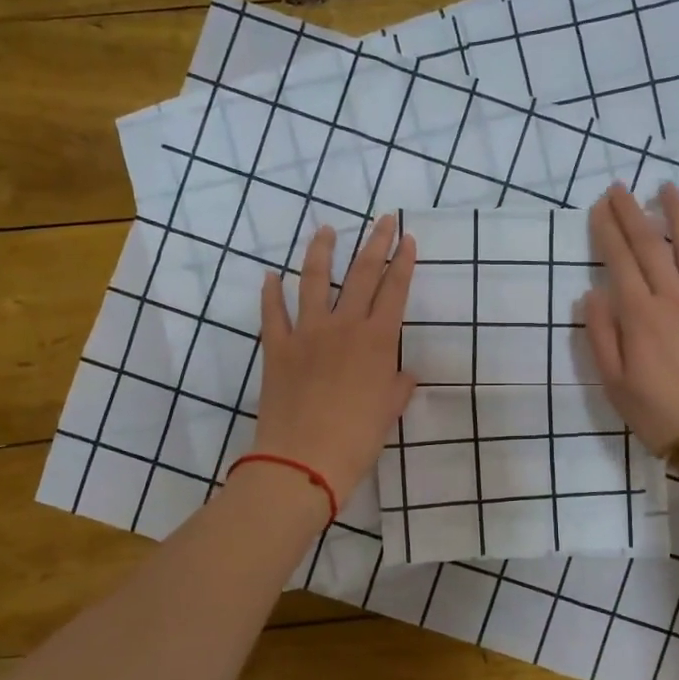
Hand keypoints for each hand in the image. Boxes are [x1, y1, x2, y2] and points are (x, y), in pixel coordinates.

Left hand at [252, 215, 417, 512]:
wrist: (303, 460)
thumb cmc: (356, 439)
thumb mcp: (388, 412)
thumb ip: (397, 386)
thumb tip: (404, 374)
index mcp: (376, 341)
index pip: (394, 291)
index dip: (403, 262)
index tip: (408, 239)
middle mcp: (344, 326)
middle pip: (361, 274)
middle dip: (375, 243)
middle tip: (383, 220)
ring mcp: (306, 333)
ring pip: (313, 281)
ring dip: (321, 252)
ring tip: (327, 230)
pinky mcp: (277, 347)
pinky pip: (273, 312)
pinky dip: (271, 293)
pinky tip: (270, 276)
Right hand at [582, 183, 678, 454]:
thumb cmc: (660, 415)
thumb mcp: (615, 384)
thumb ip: (601, 336)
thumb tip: (592, 294)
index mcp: (640, 316)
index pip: (620, 262)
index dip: (608, 231)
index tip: (599, 206)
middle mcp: (674, 299)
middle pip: (651, 246)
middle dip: (633, 213)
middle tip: (621, 187)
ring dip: (678, 215)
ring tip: (668, 188)